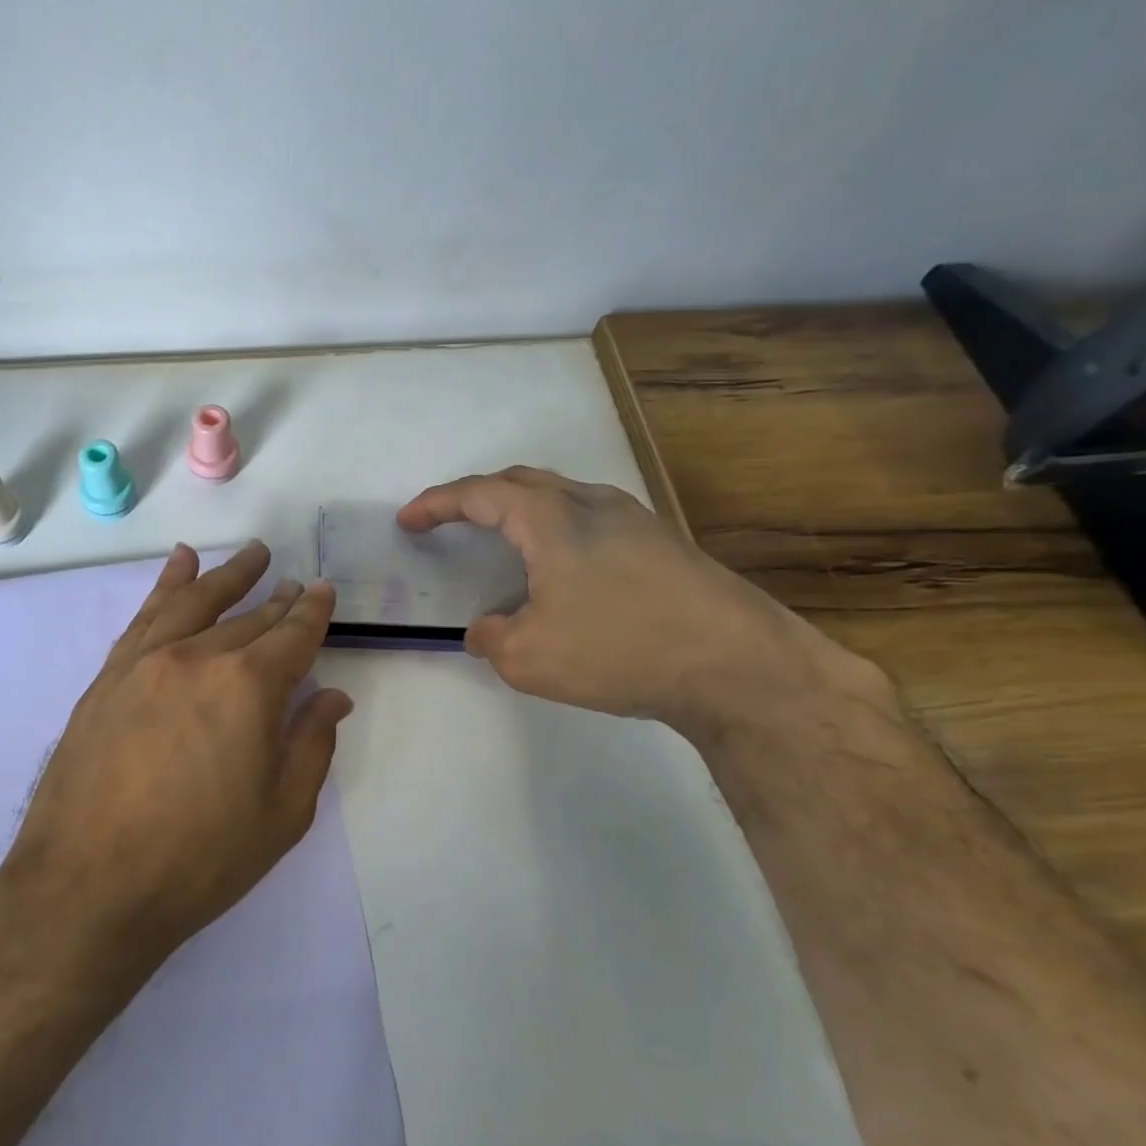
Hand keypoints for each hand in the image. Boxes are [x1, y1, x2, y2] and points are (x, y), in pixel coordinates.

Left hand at [3, 541, 350, 961]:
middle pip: (247, 618)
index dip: (313, 611)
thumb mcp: (281, 813)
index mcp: (248, 686)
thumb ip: (311, 744)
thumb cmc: (200, 858)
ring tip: (250, 554)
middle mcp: (197, 657)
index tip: (324, 591)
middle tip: (292, 583)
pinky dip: (167, 585)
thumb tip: (331, 696)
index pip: (292, 634)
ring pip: (195, 602)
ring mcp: (146, 662)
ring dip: (226, 576)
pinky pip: (145, 616)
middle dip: (276, 600)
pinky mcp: (109, 676)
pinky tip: (180, 565)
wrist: (88, 886)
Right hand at [397, 467, 879, 736]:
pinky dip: (555, 530)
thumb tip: (484, 630)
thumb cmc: (619, 650)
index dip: (437, 503)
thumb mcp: (529, 657)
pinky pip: (590, 519)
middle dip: (477, 496)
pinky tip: (561, 568)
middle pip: (521, 481)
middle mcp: (592, 503)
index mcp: (551, 518)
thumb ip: (492, 637)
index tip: (408, 520)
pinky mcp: (662, 543)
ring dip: (520, 510)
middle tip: (450, 519)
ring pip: (561, 496)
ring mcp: (634, 519)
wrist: (737, 665)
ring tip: (502, 540)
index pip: (479, 495)